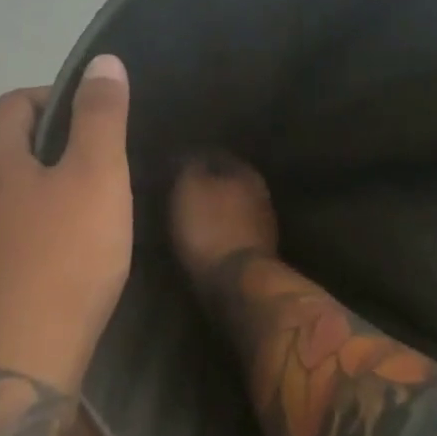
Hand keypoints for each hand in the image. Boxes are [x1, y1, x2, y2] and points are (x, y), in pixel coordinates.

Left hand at [0, 56, 132, 393]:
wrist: (12, 370)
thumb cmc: (61, 262)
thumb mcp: (96, 177)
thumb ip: (100, 115)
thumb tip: (101, 61)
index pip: (19, 102)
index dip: (63, 103)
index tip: (102, 129)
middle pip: (5, 147)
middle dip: (52, 149)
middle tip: (101, 174)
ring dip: (36, 193)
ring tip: (82, 217)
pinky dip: (22, 233)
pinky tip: (52, 261)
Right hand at [168, 153, 278, 280]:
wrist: (238, 282)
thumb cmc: (210, 229)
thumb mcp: (189, 189)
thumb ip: (189, 166)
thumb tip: (188, 153)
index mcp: (245, 172)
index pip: (216, 155)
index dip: (192, 159)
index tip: (172, 167)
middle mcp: (260, 193)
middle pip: (227, 181)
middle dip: (206, 185)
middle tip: (179, 191)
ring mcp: (264, 224)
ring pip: (232, 207)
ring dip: (214, 210)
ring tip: (189, 217)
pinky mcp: (258, 252)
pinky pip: (233, 232)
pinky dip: (219, 232)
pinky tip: (203, 238)